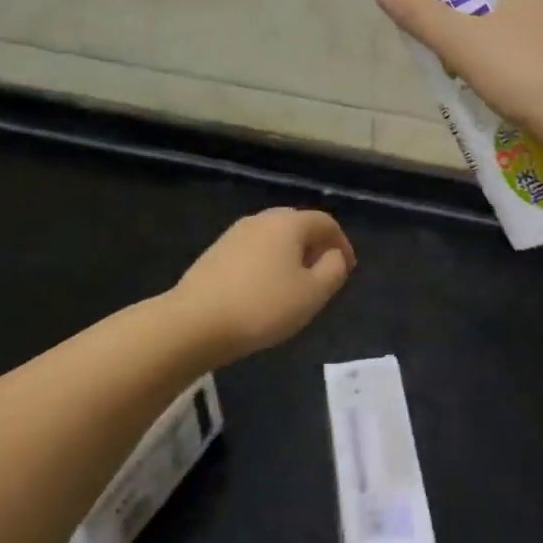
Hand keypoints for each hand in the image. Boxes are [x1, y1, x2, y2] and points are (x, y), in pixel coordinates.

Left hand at [172, 209, 355, 364]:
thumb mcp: (313, 293)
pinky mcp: (215, 253)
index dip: (342, 243)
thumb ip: (333, 270)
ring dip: (290, 256)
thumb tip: (334, 256)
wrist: (194, 322)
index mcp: (288, 223)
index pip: (325, 223)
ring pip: (273, 238)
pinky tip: (265, 291)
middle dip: (315, 247)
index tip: (348, 269)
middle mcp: (261, 220)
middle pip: (297, 225)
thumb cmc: (263, 306)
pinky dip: (268, 264)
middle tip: (324, 275)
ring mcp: (234, 234)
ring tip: (296, 286)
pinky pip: (254, 251)